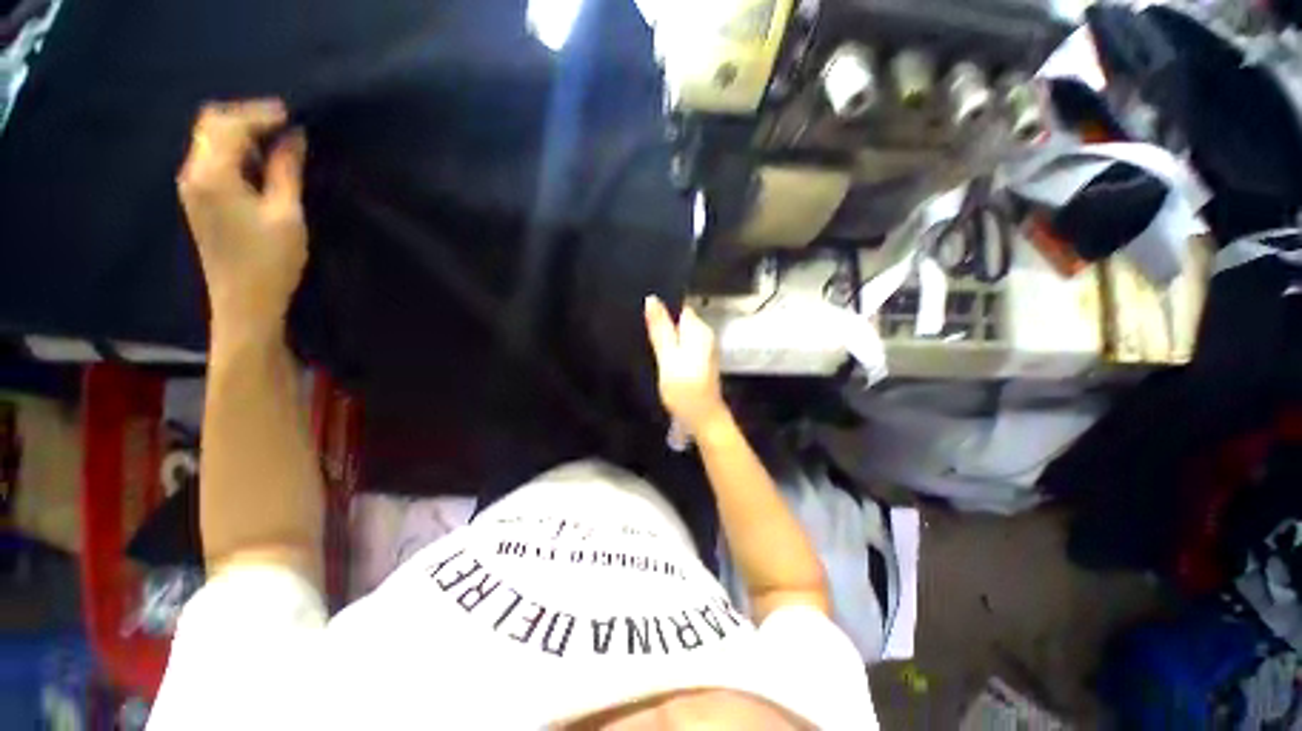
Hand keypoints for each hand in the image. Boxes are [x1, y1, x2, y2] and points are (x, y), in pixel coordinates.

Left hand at [177, 99, 307, 344]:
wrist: (243, 303)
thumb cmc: (270, 262)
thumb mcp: (286, 214)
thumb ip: (287, 171)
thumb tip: (294, 137)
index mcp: (212, 175)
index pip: (229, 125)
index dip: (261, 114)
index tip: (293, 114)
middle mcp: (193, 173)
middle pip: (212, 124)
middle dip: (247, 117)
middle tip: (284, 124)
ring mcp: (192, 186)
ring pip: (210, 139)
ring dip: (241, 132)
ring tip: (277, 141)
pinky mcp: (199, 198)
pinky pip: (212, 157)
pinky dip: (236, 150)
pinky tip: (260, 161)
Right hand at [644, 295, 728, 435]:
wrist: (703, 418)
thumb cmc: (684, 389)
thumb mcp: (667, 358)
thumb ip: (660, 329)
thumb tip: (651, 299)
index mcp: (698, 330)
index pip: (679, 306)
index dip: (661, 308)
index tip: (642, 313)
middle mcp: (704, 334)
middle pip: (678, 319)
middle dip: (662, 322)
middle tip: (641, 330)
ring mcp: (703, 348)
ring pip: (679, 333)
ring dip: (665, 336)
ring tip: (647, 341)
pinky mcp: (699, 360)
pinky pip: (682, 345)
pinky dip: (671, 348)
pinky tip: (660, 355)